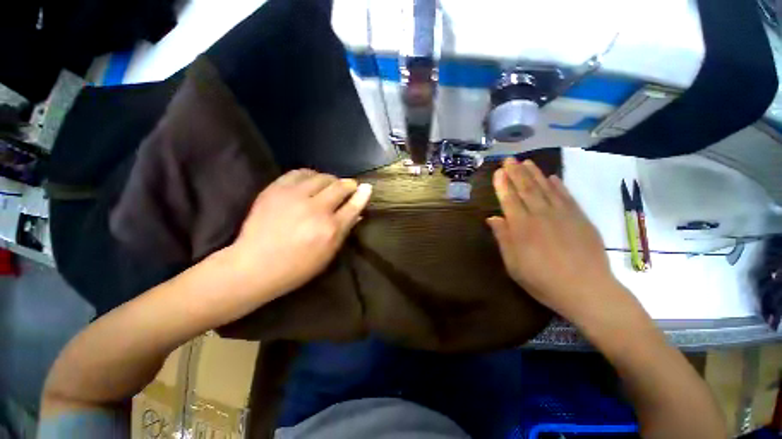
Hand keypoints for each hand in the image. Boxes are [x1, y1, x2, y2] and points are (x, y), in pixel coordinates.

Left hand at [227, 169, 371, 301]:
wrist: (255, 265)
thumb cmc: (297, 267)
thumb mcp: (328, 254)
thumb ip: (344, 231)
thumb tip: (357, 213)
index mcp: (330, 229)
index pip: (353, 205)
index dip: (362, 195)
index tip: (366, 188)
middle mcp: (315, 209)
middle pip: (339, 186)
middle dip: (348, 184)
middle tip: (349, 187)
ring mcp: (294, 197)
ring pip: (321, 177)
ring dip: (330, 179)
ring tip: (330, 185)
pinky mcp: (276, 190)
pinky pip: (299, 172)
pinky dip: (310, 175)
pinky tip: (310, 181)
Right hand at [487, 157, 620, 319]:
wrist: (587, 290)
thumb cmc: (543, 280)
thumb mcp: (514, 264)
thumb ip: (503, 238)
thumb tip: (493, 218)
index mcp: (521, 227)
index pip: (509, 199)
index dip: (502, 185)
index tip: (498, 172)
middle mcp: (540, 215)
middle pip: (526, 189)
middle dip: (516, 173)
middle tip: (509, 159)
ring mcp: (562, 215)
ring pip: (545, 188)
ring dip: (534, 173)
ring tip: (526, 162)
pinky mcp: (580, 218)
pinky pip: (566, 196)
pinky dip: (558, 185)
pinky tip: (552, 177)